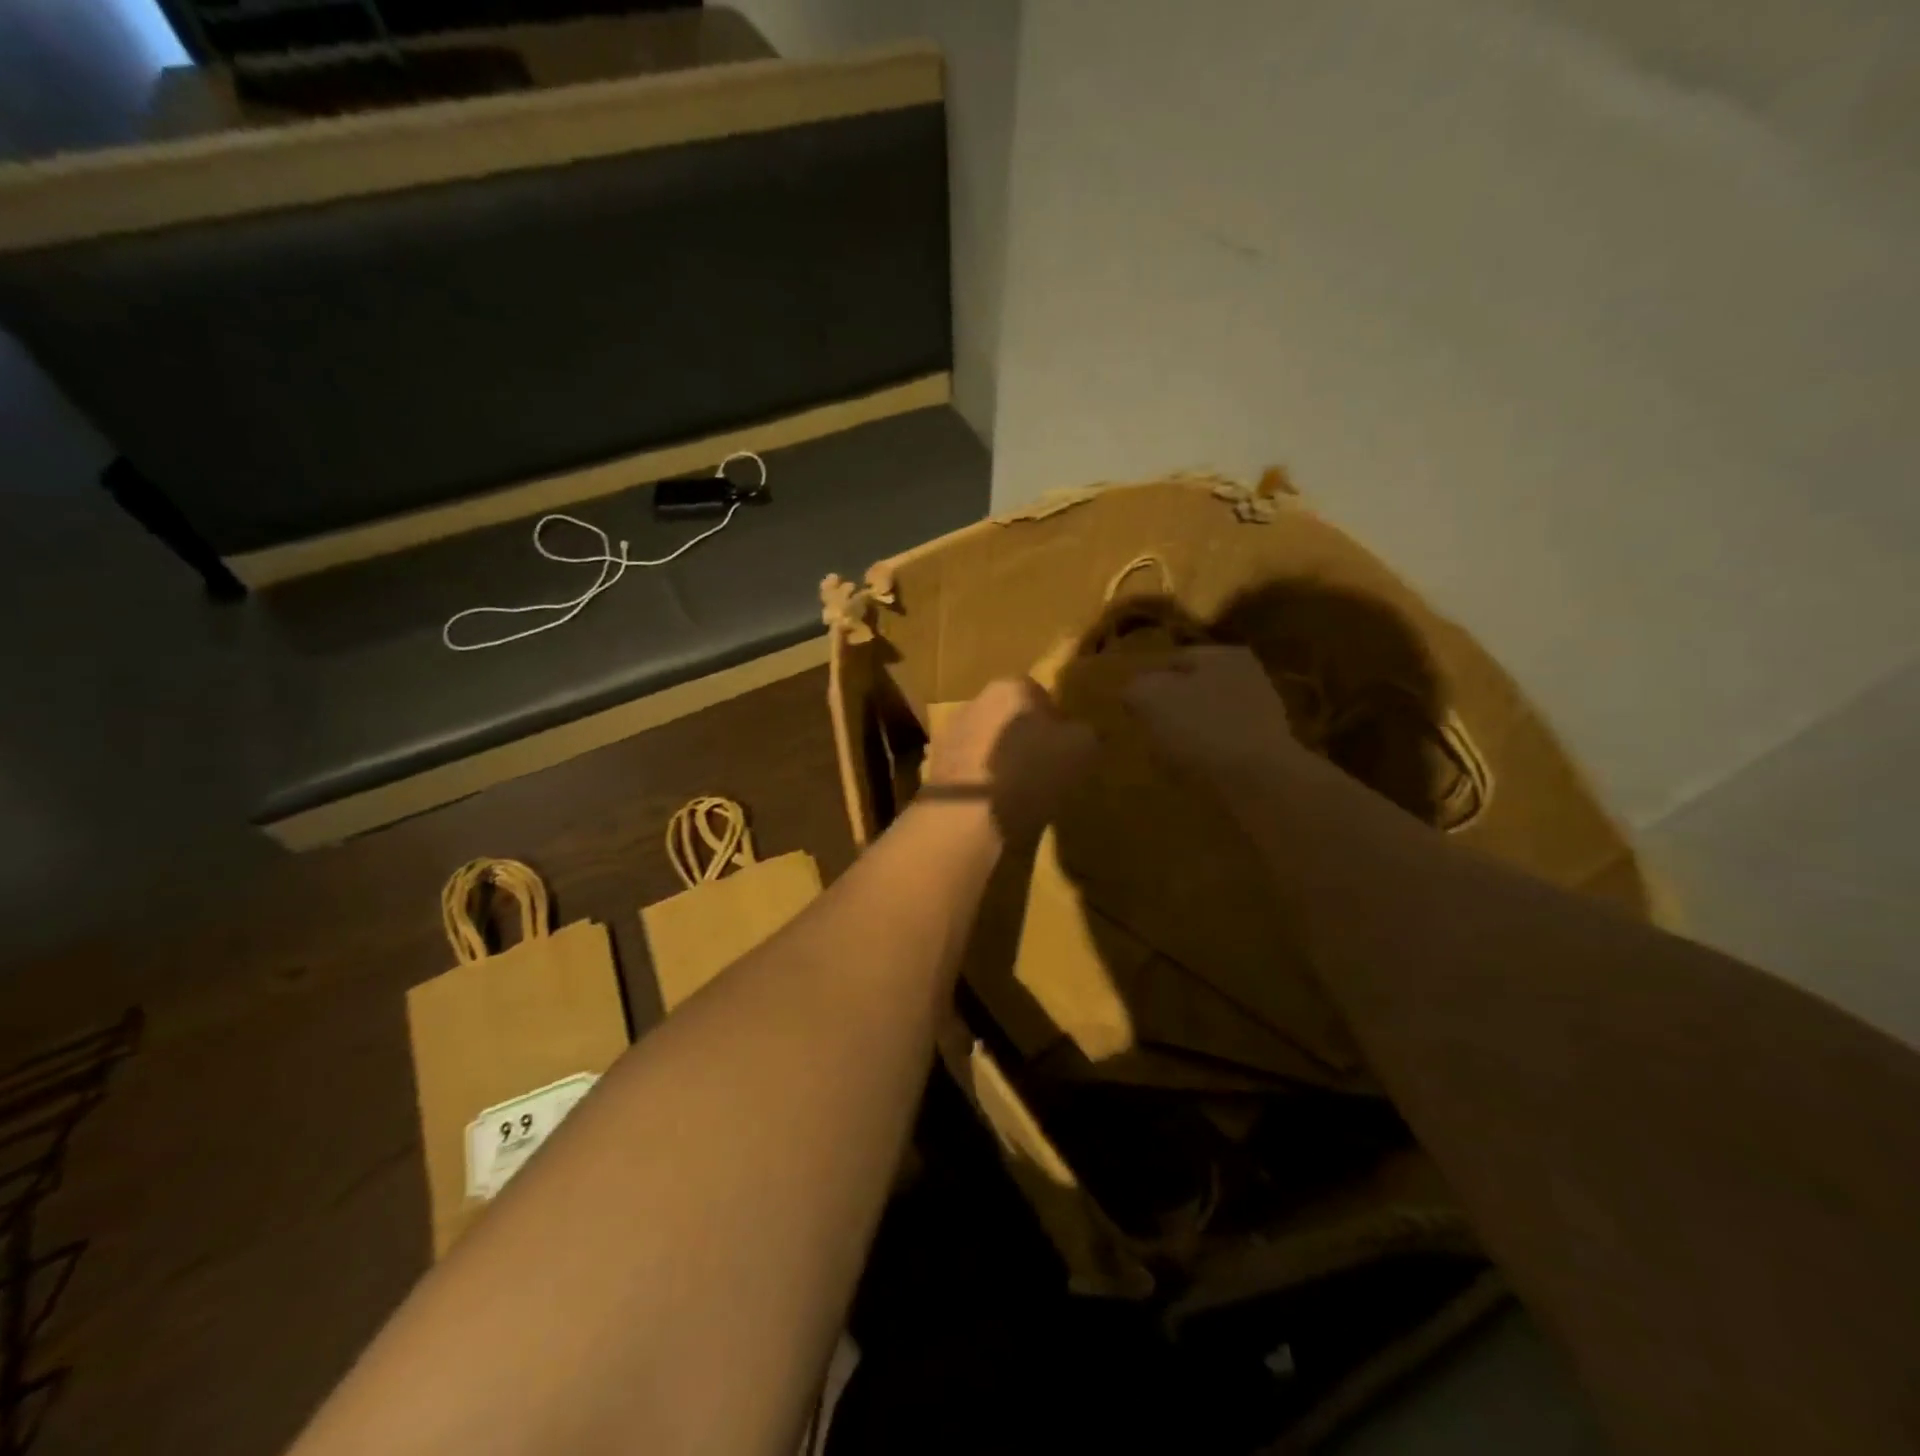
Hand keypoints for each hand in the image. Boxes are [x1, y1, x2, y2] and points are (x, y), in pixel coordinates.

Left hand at [923, 678, 1095, 843]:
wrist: (969, 814)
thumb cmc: (1032, 770)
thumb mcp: (1081, 749)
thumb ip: (1084, 733)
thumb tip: (1079, 733)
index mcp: (1011, 686)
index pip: (1039, 694)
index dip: (1055, 720)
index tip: (1065, 747)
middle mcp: (975, 700)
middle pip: (1008, 716)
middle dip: (1024, 737)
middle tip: (1043, 769)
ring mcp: (950, 733)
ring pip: (985, 741)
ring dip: (999, 759)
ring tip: (1018, 792)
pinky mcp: (934, 766)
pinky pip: (968, 768)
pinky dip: (980, 781)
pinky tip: (993, 804)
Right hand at [1122, 646, 1307, 785]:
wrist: (1257, 782)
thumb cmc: (1199, 729)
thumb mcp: (1149, 698)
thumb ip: (1135, 688)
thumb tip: (1133, 692)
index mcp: (1222, 655)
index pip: (1173, 661)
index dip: (1145, 682)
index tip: (1129, 708)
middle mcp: (1247, 677)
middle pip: (1194, 690)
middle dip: (1171, 707)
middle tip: (1146, 731)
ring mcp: (1261, 715)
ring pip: (1209, 719)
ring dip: (1188, 734)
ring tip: (1164, 756)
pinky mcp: (1266, 752)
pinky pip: (1223, 748)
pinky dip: (1205, 758)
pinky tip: (1190, 773)